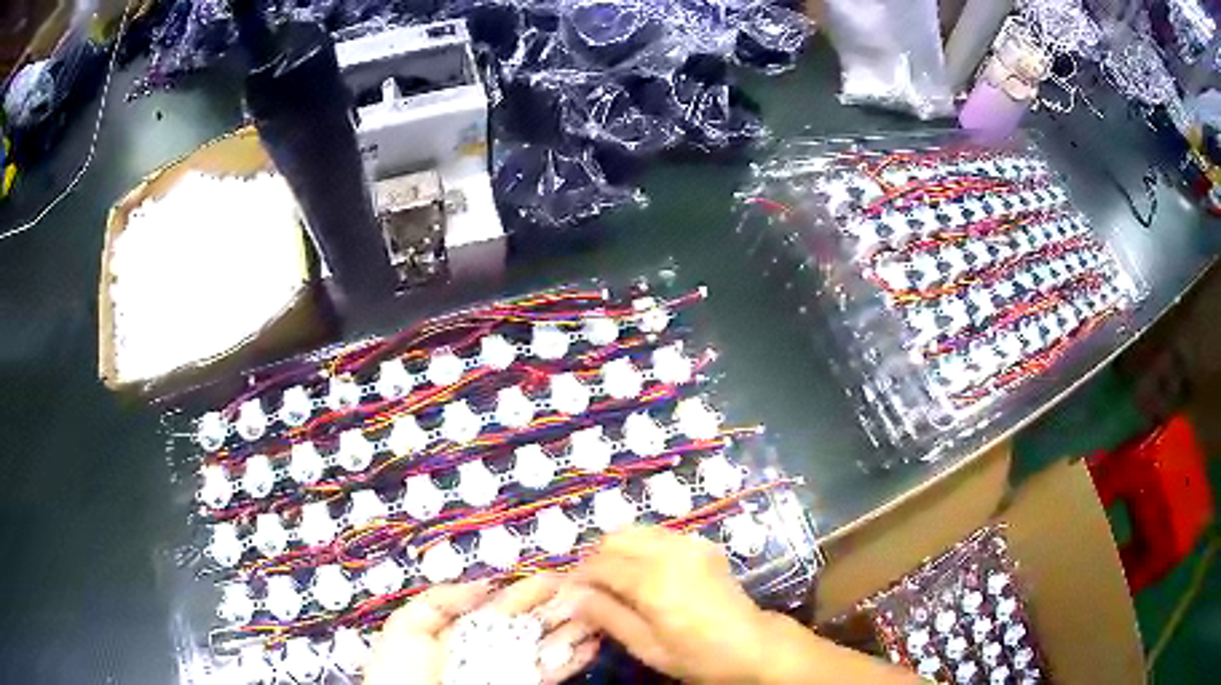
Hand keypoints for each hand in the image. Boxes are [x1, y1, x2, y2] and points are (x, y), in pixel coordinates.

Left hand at [365, 575, 600, 684]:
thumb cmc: (401, 673)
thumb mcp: (407, 630)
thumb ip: (440, 601)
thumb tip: (485, 585)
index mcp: (460, 630)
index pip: (502, 606)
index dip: (529, 590)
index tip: (557, 575)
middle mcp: (489, 648)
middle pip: (531, 623)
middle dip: (559, 605)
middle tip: (589, 588)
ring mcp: (508, 670)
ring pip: (547, 645)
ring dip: (573, 628)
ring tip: (599, 611)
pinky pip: (551, 672)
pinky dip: (573, 658)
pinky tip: (592, 643)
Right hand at [568, 526, 920, 684]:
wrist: (753, 645)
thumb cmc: (698, 655)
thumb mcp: (647, 647)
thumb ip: (607, 616)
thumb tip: (570, 596)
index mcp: (654, 581)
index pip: (599, 565)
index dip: (577, 578)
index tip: (568, 595)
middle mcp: (670, 552)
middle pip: (614, 538)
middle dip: (596, 560)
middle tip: (591, 589)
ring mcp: (690, 544)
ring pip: (636, 530)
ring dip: (617, 550)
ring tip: (615, 581)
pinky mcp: (703, 545)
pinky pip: (660, 534)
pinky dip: (642, 547)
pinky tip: (645, 574)